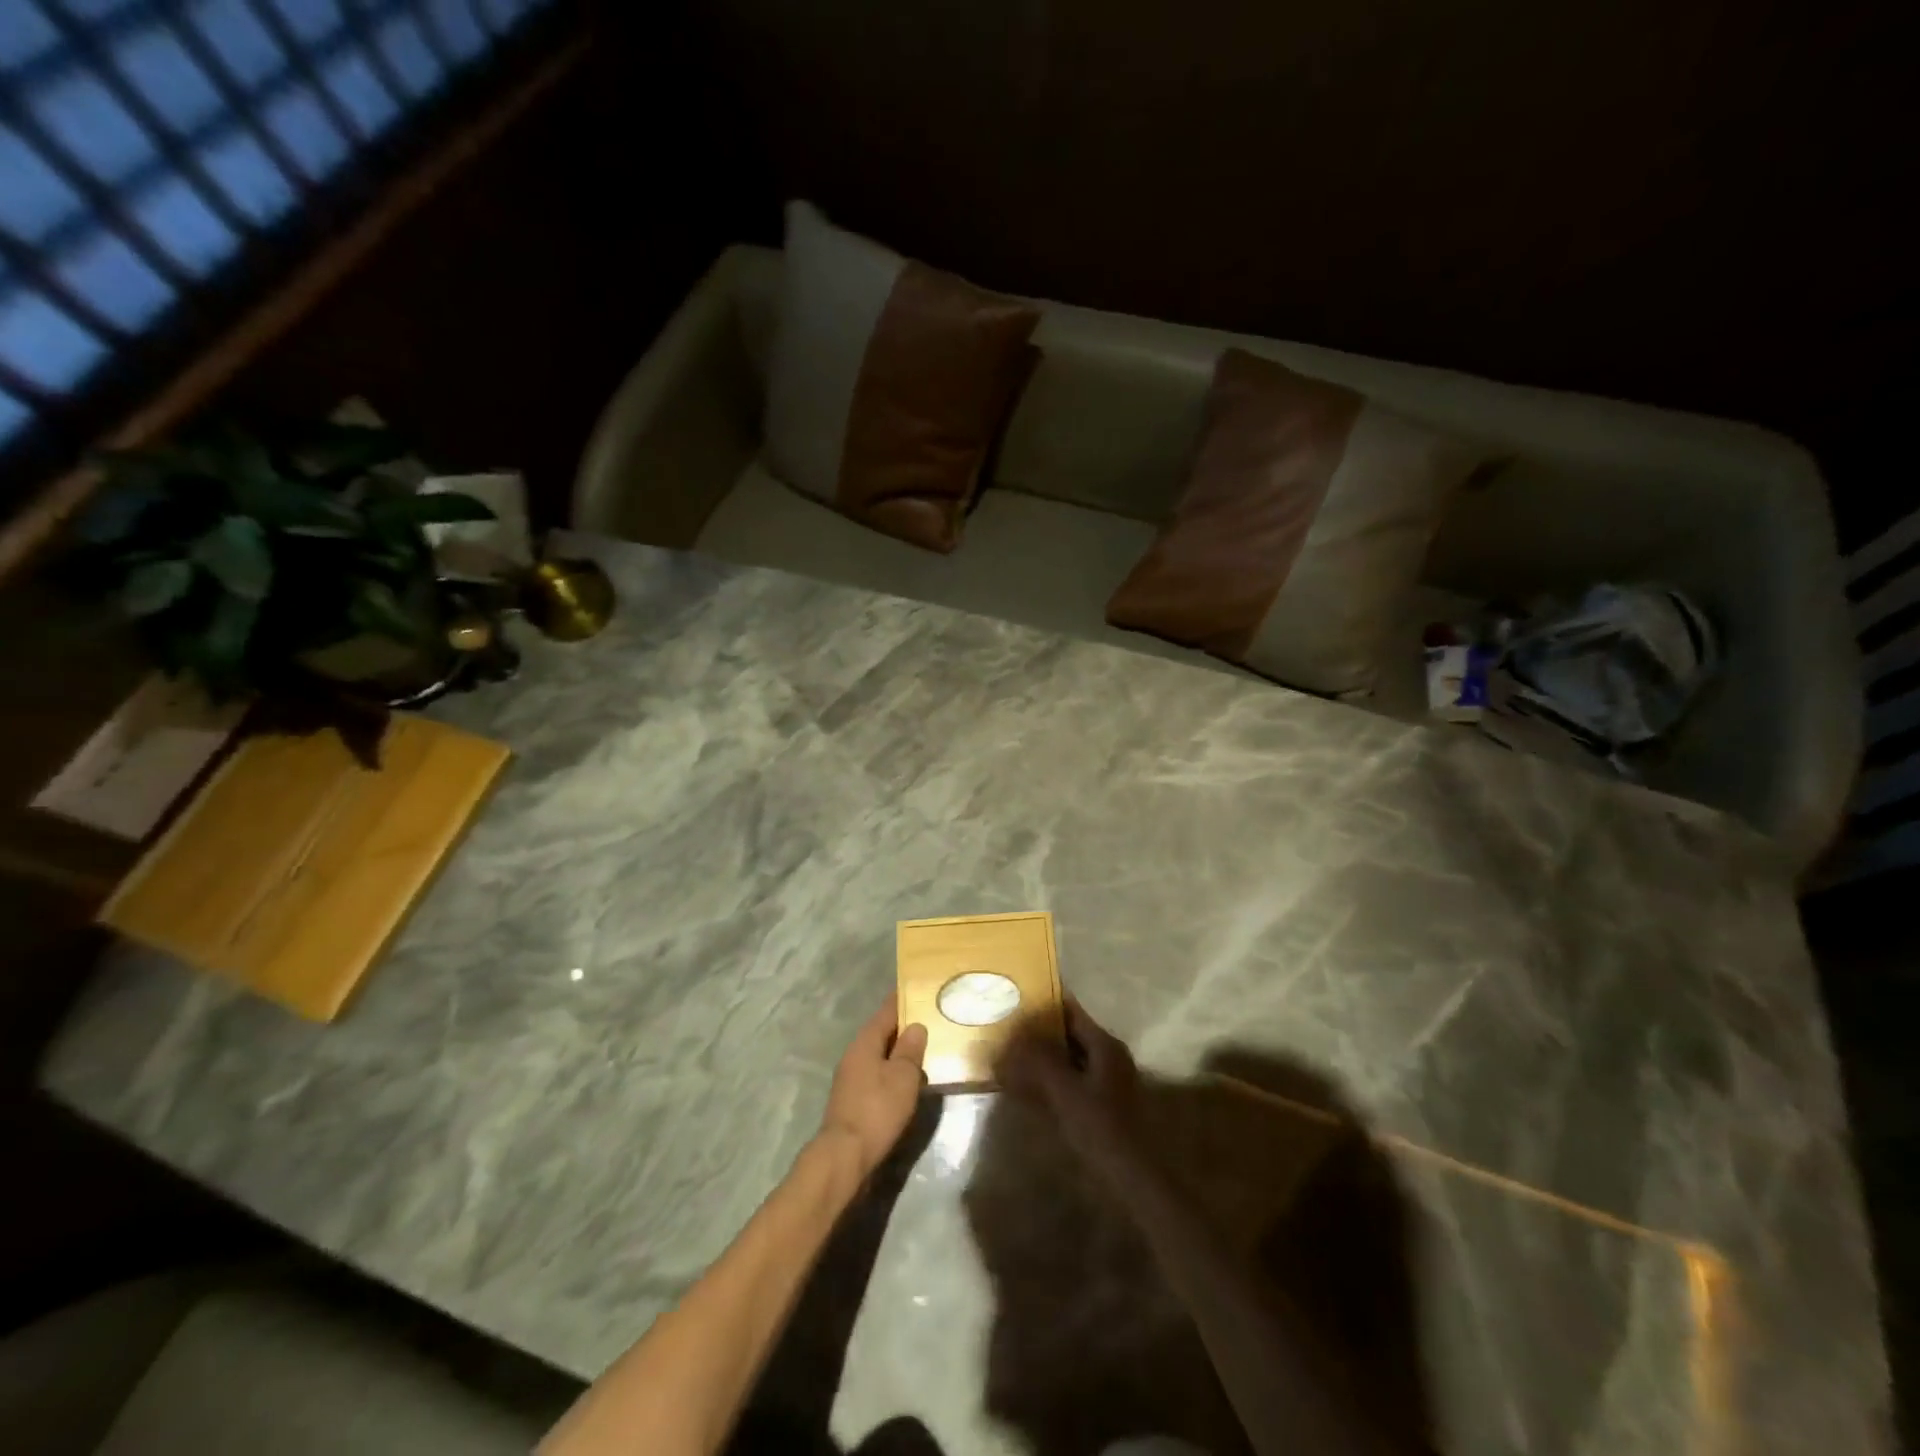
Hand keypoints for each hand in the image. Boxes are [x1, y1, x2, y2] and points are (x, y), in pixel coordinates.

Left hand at [819, 995, 927, 1177]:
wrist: (844, 1156)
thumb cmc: (877, 1109)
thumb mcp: (903, 1077)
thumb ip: (910, 1050)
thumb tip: (916, 1026)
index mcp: (866, 1042)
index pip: (887, 1011)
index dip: (903, 999)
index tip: (918, 988)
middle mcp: (854, 1054)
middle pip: (881, 1032)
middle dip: (903, 1026)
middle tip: (930, 1020)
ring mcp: (850, 1077)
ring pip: (879, 1055)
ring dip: (898, 1052)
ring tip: (924, 1051)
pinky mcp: (852, 1099)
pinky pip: (876, 1074)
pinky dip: (892, 1072)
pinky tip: (907, 1082)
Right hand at [1000, 996, 1144, 1182]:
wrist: (1134, 1181)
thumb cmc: (1101, 1129)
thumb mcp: (1066, 1091)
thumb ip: (1040, 1060)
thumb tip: (1015, 1034)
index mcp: (1105, 1046)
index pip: (1071, 1011)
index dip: (1045, 1003)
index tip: (1015, 997)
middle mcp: (1108, 1057)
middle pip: (1069, 1034)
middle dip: (1038, 1031)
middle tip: (1005, 1028)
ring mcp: (1106, 1083)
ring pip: (1068, 1059)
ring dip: (1041, 1057)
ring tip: (1009, 1054)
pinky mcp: (1100, 1106)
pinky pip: (1069, 1081)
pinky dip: (1049, 1079)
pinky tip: (1026, 1088)